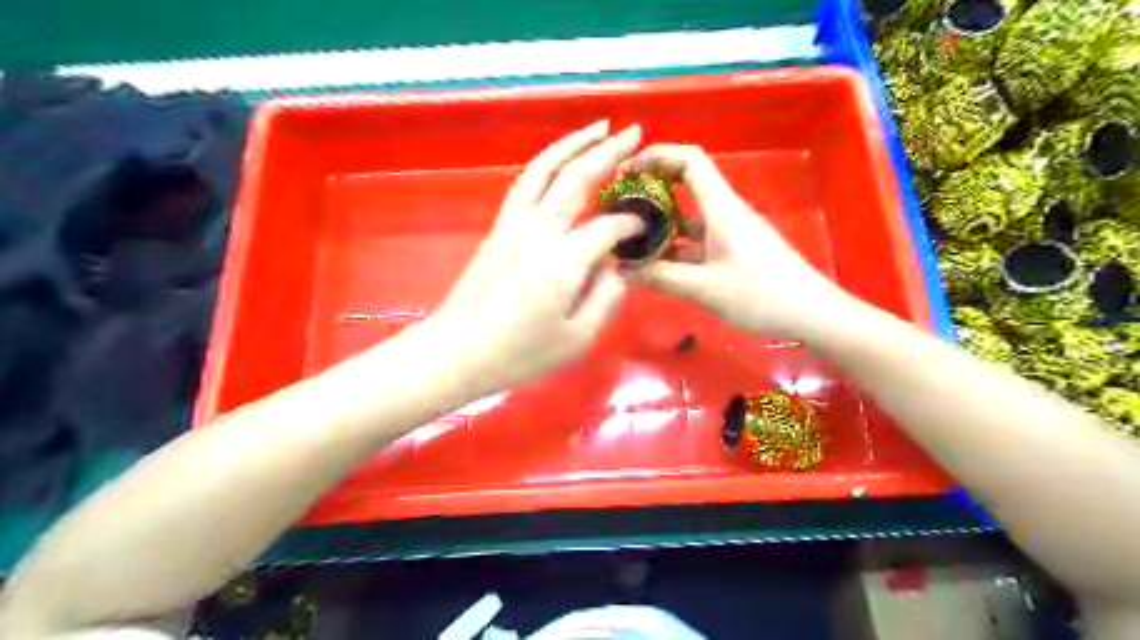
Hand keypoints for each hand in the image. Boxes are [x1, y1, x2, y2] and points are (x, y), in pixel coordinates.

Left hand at [428, 119, 643, 397]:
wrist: (459, 351)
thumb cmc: (520, 353)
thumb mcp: (578, 337)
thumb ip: (606, 297)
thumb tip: (614, 266)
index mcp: (564, 261)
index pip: (608, 227)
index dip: (631, 225)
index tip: (645, 229)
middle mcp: (539, 231)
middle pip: (576, 177)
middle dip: (609, 151)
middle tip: (635, 132)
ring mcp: (514, 224)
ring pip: (545, 169)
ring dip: (573, 143)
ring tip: (598, 127)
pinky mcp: (498, 227)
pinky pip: (526, 183)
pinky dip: (546, 163)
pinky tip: (559, 159)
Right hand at [622, 142, 855, 340]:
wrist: (811, 313)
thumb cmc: (760, 296)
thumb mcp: (704, 288)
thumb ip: (660, 277)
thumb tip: (621, 270)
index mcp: (721, 208)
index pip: (690, 160)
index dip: (657, 155)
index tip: (626, 172)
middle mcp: (725, 212)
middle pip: (687, 182)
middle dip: (653, 186)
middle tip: (620, 204)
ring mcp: (731, 231)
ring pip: (690, 215)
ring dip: (662, 221)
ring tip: (630, 237)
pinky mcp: (734, 249)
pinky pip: (698, 238)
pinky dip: (676, 245)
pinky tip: (656, 264)